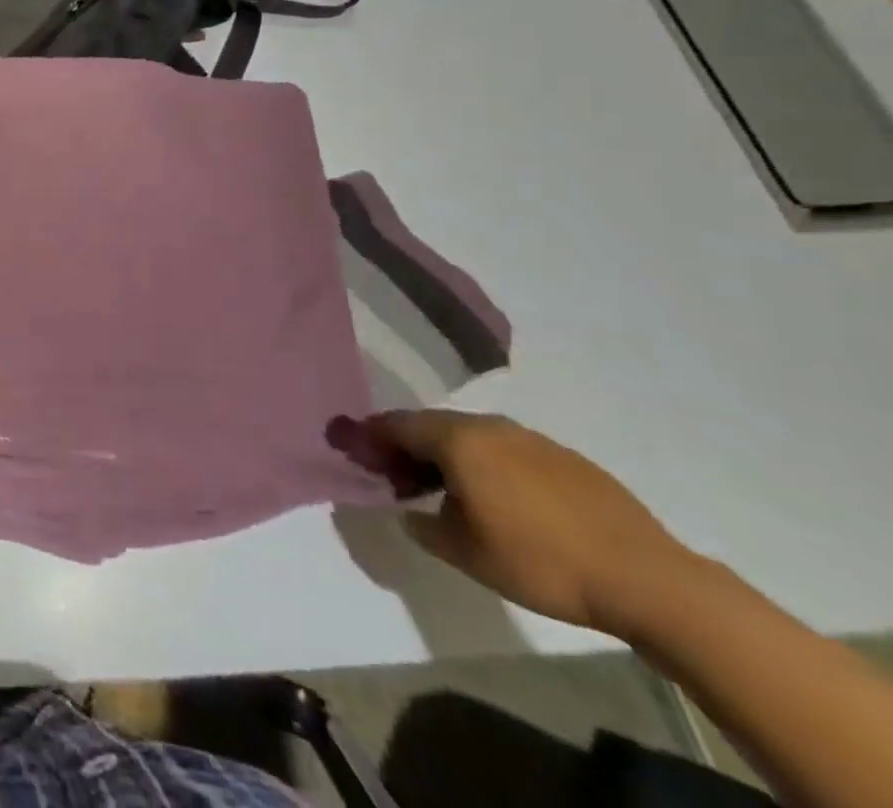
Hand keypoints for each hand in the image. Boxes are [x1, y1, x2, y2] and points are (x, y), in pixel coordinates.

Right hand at [364, 410, 696, 635]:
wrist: (649, 580)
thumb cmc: (540, 562)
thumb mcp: (465, 553)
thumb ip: (424, 526)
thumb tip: (408, 513)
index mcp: (457, 440)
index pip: (396, 424)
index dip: (371, 436)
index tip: (355, 451)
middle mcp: (489, 426)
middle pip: (431, 425)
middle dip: (407, 446)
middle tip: (397, 476)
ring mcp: (531, 439)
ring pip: (471, 436)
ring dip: (448, 454)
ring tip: (446, 490)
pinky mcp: (566, 458)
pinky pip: (507, 450)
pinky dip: (486, 464)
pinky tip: (499, 498)